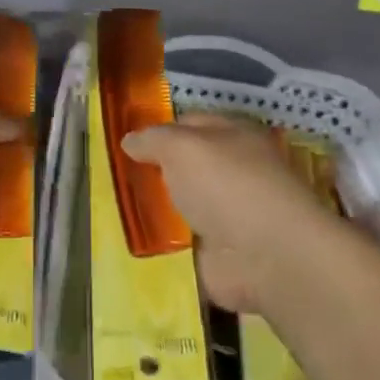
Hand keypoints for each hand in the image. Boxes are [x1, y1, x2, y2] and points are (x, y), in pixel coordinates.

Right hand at [122, 114, 342, 315]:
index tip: (125, 144)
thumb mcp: (181, 146)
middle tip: (114, 177)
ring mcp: (228, 214)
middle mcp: (233, 172)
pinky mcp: (220, 252)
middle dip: (153, 172)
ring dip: (155, 209)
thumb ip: (153, 140)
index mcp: (234, 136)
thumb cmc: (227, 185)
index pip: (189, 124)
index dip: (158, 131)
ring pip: (180, 205)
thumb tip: (130, 140)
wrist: (266, 256)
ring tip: (115, 210)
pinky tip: (132, 242)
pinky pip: (180, 243)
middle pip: (184, 167)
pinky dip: (161, 245)